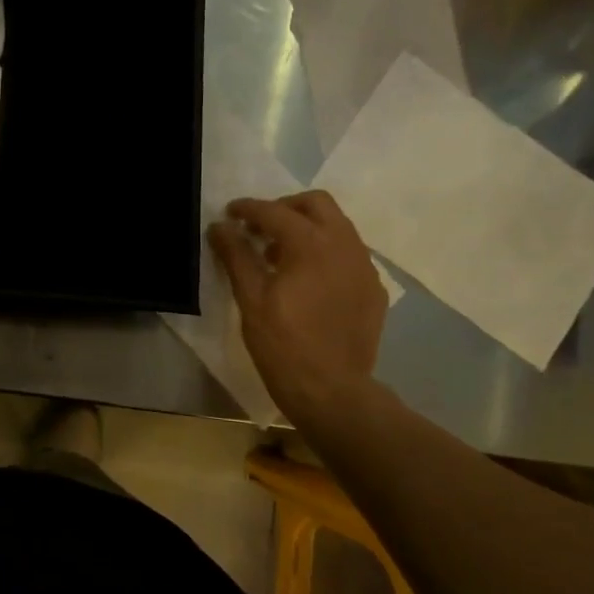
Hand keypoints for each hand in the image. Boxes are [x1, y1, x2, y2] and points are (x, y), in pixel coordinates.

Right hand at [208, 191, 387, 421]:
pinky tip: (307, 281)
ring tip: (280, 256)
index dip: (248, 209)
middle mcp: (345, 245)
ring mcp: (365, 267)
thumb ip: (236, 255)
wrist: (331, 390)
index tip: (230, 213)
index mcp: (312, 244)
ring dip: (307, 228)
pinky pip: (349, 254)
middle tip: (259, 228)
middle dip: (285, 208)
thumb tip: (220, 227)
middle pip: (317, 204)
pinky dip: (325, 253)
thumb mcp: (250, 298)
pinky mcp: (373, 289)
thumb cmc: (283, 344)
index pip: (275, 212)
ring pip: (337, 226)